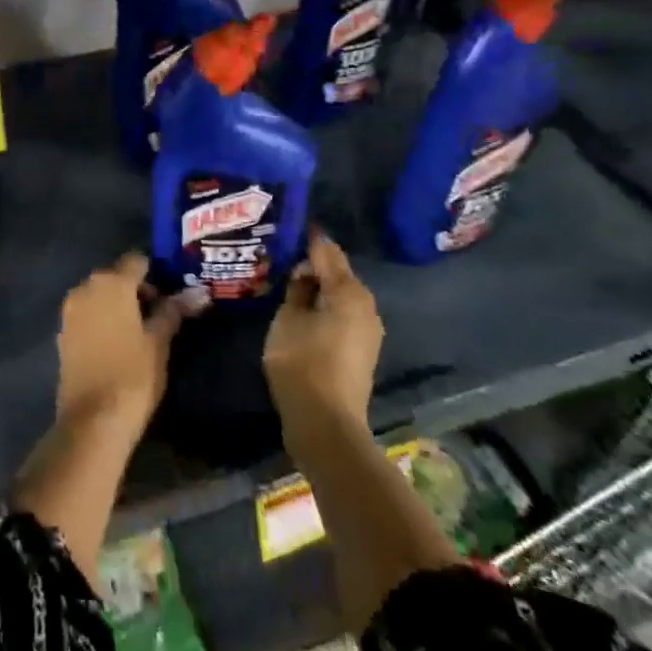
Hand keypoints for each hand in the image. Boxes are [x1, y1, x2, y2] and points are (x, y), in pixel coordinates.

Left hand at [55, 253, 181, 441]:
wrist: (92, 421)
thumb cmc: (133, 375)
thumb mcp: (159, 341)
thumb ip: (174, 311)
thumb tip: (198, 292)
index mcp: (111, 282)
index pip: (137, 260)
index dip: (157, 273)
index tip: (172, 293)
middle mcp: (85, 287)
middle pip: (116, 275)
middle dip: (137, 289)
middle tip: (161, 314)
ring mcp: (70, 310)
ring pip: (100, 295)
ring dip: (119, 304)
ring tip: (142, 331)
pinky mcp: (63, 333)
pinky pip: (88, 314)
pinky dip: (103, 319)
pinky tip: (119, 343)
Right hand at [264, 230, 381, 443]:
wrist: (326, 424)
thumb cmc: (302, 362)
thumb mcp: (288, 318)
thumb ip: (297, 289)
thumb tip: (304, 272)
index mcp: (349, 291)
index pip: (327, 251)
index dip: (308, 238)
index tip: (289, 226)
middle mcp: (366, 305)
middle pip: (338, 273)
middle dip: (313, 264)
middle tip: (283, 256)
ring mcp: (368, 330)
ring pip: (341, 295)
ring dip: (319, 288)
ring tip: (289, 282)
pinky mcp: (362, 350)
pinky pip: (342, 315)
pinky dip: (325, 308)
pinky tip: (303, 310)